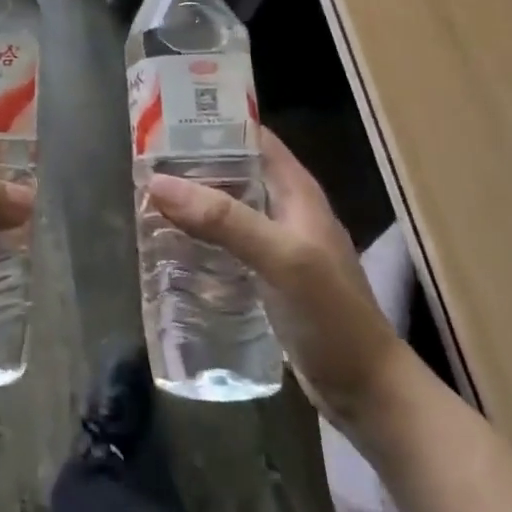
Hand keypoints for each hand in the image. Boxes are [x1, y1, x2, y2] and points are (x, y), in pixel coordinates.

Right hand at [146, 127, 403, 428]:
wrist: (368, 393)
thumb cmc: (332, 315)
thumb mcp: (280, 258)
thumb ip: (224, 219)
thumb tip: (158, 182)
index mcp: (297, 191)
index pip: (253, 138)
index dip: (214, 123)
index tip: (166, 119)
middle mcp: (286, 211)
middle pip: (234, 172)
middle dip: (192, 165)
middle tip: (143, 162)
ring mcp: (277, 247)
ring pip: (227, 210)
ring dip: (192, 204)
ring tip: (146, 200)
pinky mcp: (267, 279)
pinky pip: (226, 246)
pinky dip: (200, 240)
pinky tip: (170, 248)